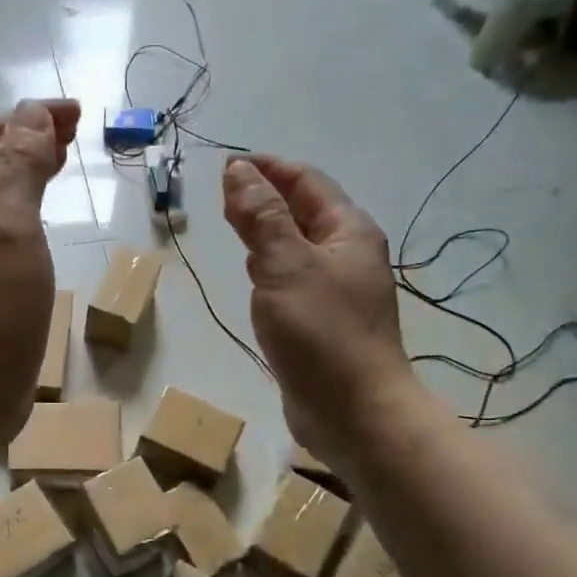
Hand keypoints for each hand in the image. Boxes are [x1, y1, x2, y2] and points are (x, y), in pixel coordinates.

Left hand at [0, 99, 79, 445]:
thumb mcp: (9, 227)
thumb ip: (19, 168)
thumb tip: (31, 113)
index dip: (30, 117)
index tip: (78, 115)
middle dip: (31, 139)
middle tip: (77, 135)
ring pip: (1, 196)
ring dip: (31, 172)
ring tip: (65, 165)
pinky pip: (9, 230)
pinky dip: (30, 210)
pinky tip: (47, 222)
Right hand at [222, 155, 415, 462]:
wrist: (354, 411)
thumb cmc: (322, 332)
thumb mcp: (286, 265)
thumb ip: (261, 217)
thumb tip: (239, 170)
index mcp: (349, 231)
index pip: (306, 181)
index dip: (267, 168)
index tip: (226, 165)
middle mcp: (348, 255)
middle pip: (304, 211)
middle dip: (265, 197)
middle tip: (222, 196)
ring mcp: (338, 291)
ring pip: (298, 247)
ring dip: (268, 231)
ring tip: (233, 227)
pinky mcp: (324, 323)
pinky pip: (295, 280)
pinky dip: (272, 267)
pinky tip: (254, 277)